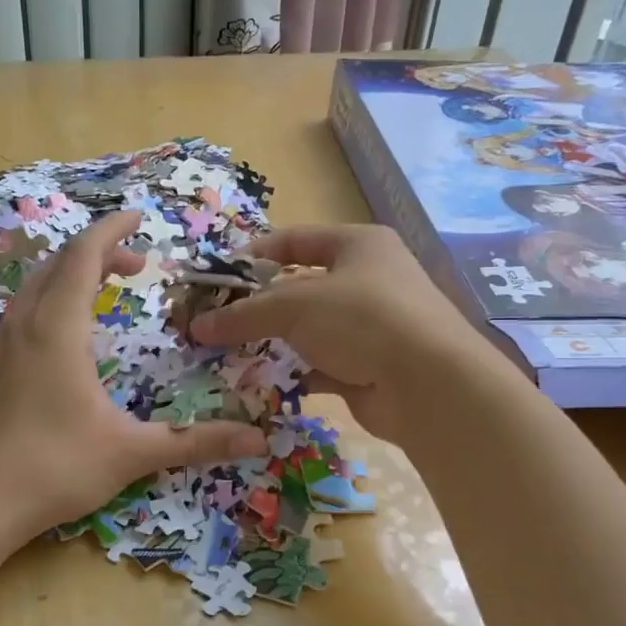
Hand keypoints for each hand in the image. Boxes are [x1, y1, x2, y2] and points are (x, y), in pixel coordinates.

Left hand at [0, 210, 267, 547]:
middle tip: (138, 264)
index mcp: (57, 328)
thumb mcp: (130, 453)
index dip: (112, 230)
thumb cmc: (52, 468)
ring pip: (37, 285)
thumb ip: (194, 442)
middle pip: (59, 263)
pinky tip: (71, 334)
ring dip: (73, 273)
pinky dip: (54, 298)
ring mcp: (2, 346)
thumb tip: (259, 441)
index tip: (140, 217)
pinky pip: (25, 309)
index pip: (84, 255)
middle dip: (99, 252)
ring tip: (108, 288)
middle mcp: (25, 325)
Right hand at [189, 224, 499, 443]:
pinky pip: (320, 364)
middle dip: (258, 304)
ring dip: (272, 341)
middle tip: (216, 319)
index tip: (217, 276)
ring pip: (309, 329)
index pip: (295, 240)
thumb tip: (197, 325)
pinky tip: (261, 381)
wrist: (428, 386)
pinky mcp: (368, 367)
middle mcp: (367, 280)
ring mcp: (371, 326)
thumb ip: (244, 313)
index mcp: (358, 245)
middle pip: (300, 286)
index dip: (254, 254)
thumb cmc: (362, 319)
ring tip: (229, 352)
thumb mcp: (295, 305)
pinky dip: (293, 371)